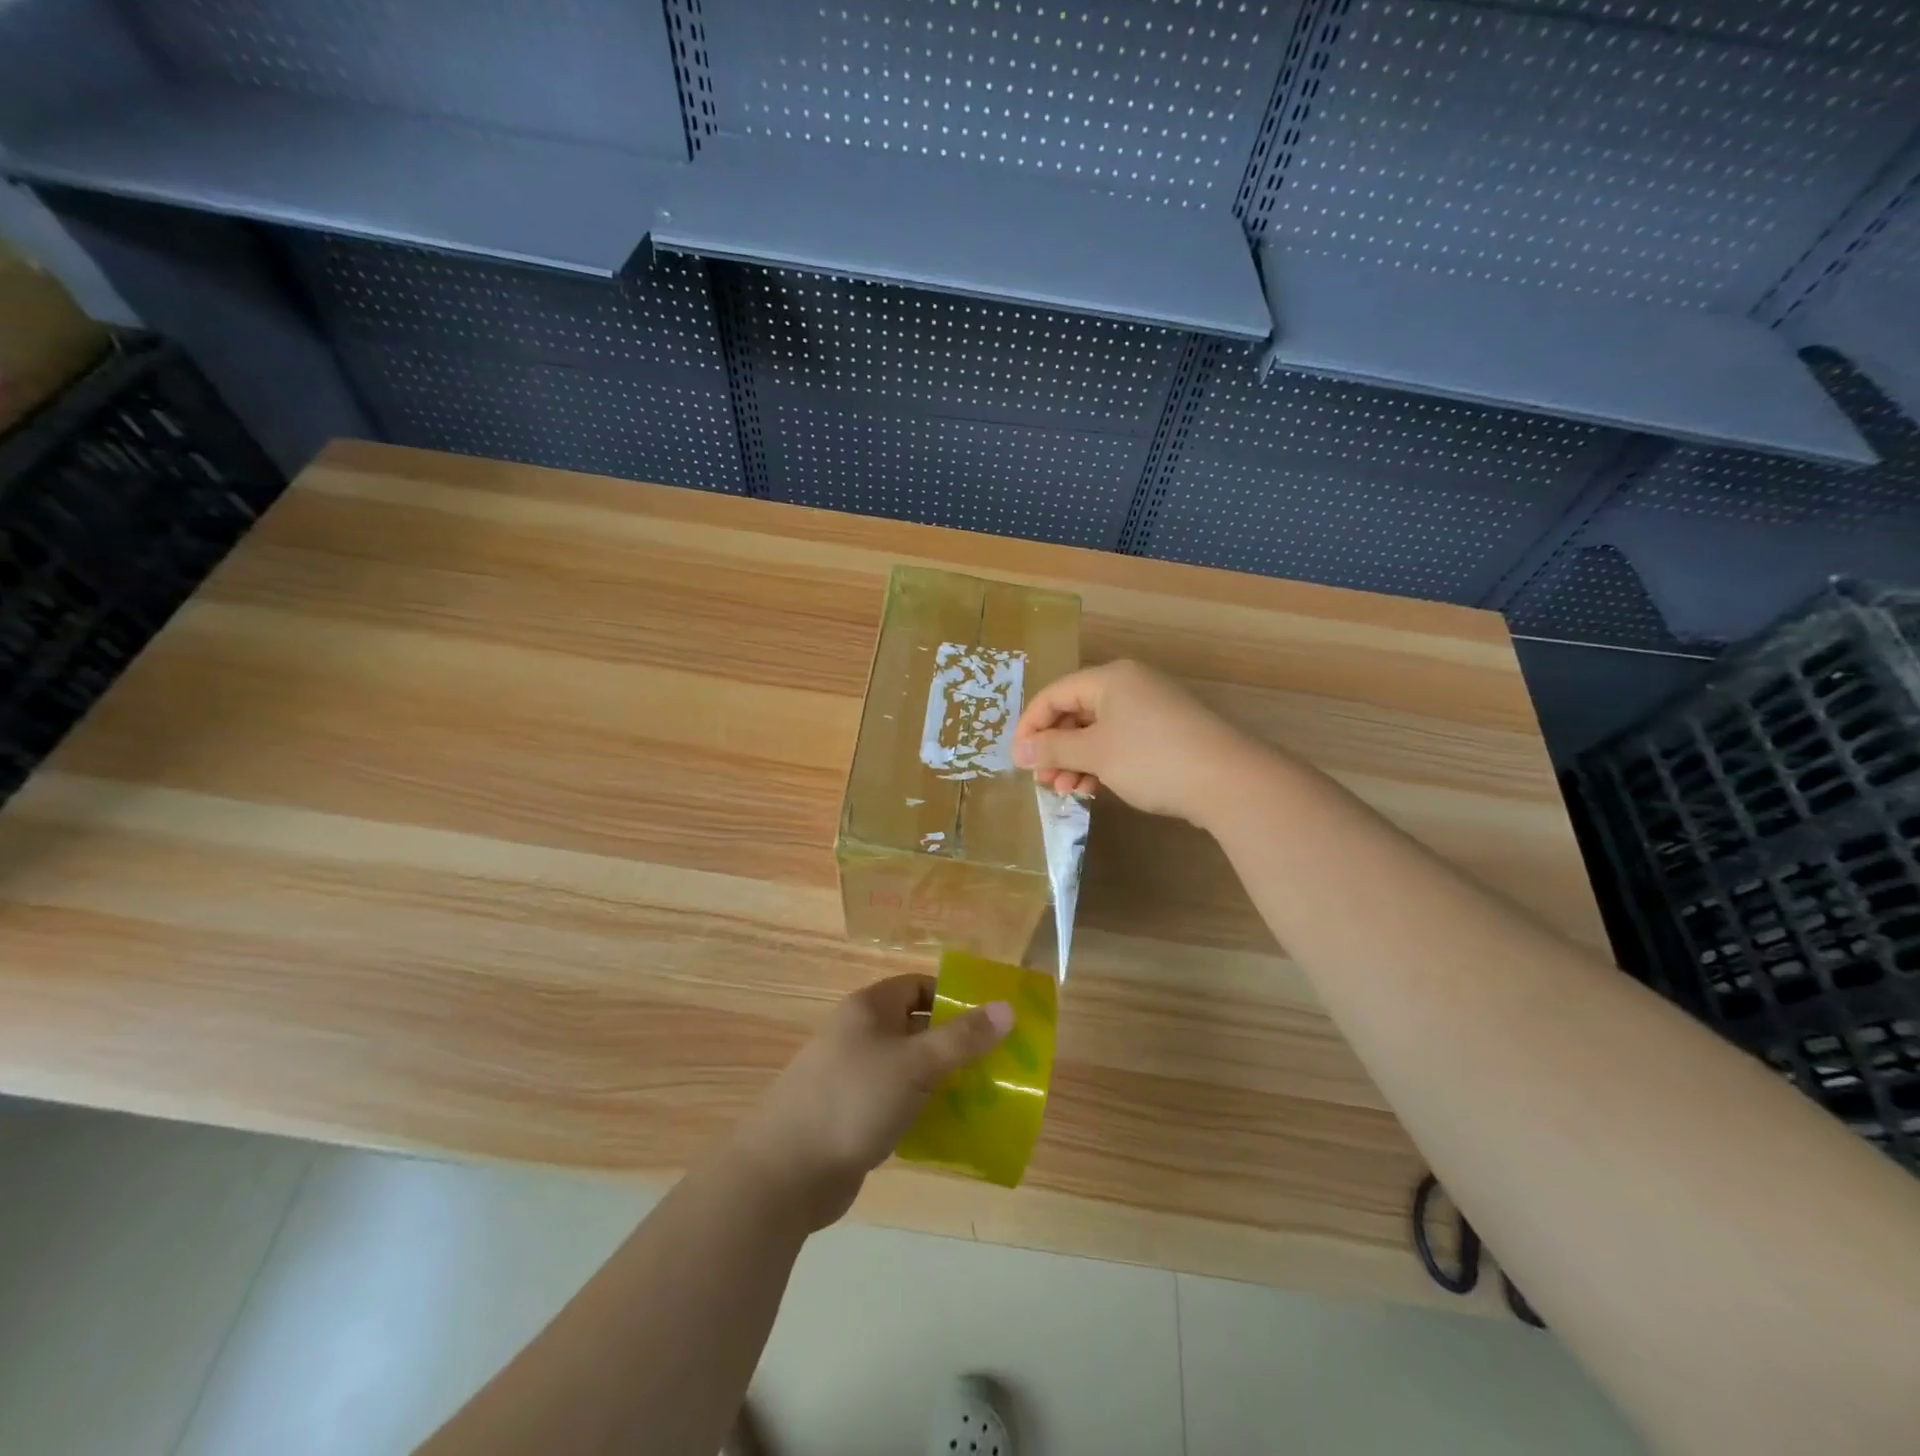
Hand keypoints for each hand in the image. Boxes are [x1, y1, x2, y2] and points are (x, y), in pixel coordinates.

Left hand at [735, 975, 1011, 1229]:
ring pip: (908, 1068)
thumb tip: (1007, 1007)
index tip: (991, 1019)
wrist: (786, 1173)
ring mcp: (853, 1077)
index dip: (954, 997)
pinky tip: (951, 1130)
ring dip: (942, 1080)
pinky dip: (922, 1111)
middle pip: (916, 1027)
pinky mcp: (851, 1117)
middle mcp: (859, 1035)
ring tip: (984, 1097)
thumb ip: (962, 1038)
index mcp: (869, 1009)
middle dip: (955, 1043)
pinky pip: (897, 1103)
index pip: (918, 986)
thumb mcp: (915, 1064)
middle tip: (998, 1062)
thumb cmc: (853, 1100)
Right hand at [1012, 659, 1260, 825]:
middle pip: (1075, 712)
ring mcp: (1150, 709)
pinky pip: (1120, 741)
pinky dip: (1101, 762)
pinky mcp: (1166, 733)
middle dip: (1055, 748)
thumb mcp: (1095, 754)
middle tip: (1042, 781)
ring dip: (1076, 760)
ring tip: (1067, 791)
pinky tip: (1093, 788)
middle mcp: (1129, 685)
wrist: (1228, 781)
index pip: (1054, 694)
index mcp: (1110, 679)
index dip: (1030, 727)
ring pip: (1097, 731)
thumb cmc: (1152, 759)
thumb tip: (1020, 752)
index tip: (1019, 761)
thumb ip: (1053, 749)